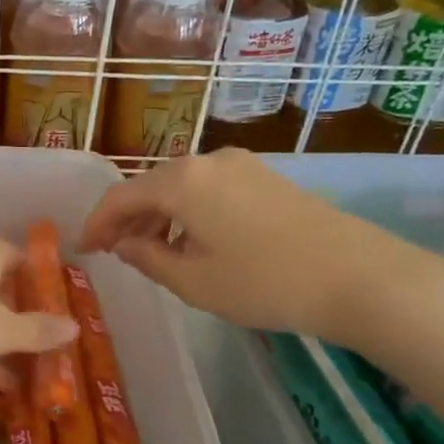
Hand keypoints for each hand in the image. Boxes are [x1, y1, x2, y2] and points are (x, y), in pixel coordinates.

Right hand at [78, 148, 443, 342]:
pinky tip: (195, 242)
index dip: (96, 223)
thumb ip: (147, 258)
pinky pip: (210, 189)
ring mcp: (242, 166)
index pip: (120, 196)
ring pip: (182, 187)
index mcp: (181, 181)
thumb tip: (125, 244)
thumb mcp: (194, 282)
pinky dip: (190, 213)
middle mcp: (207, 161)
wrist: (360, 277)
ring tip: (152, 252)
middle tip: (114, 251)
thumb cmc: (265, 283)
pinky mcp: (267, 177)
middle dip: (128, 219)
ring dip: (160, 217)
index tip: (82, 249)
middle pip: (151, 186)